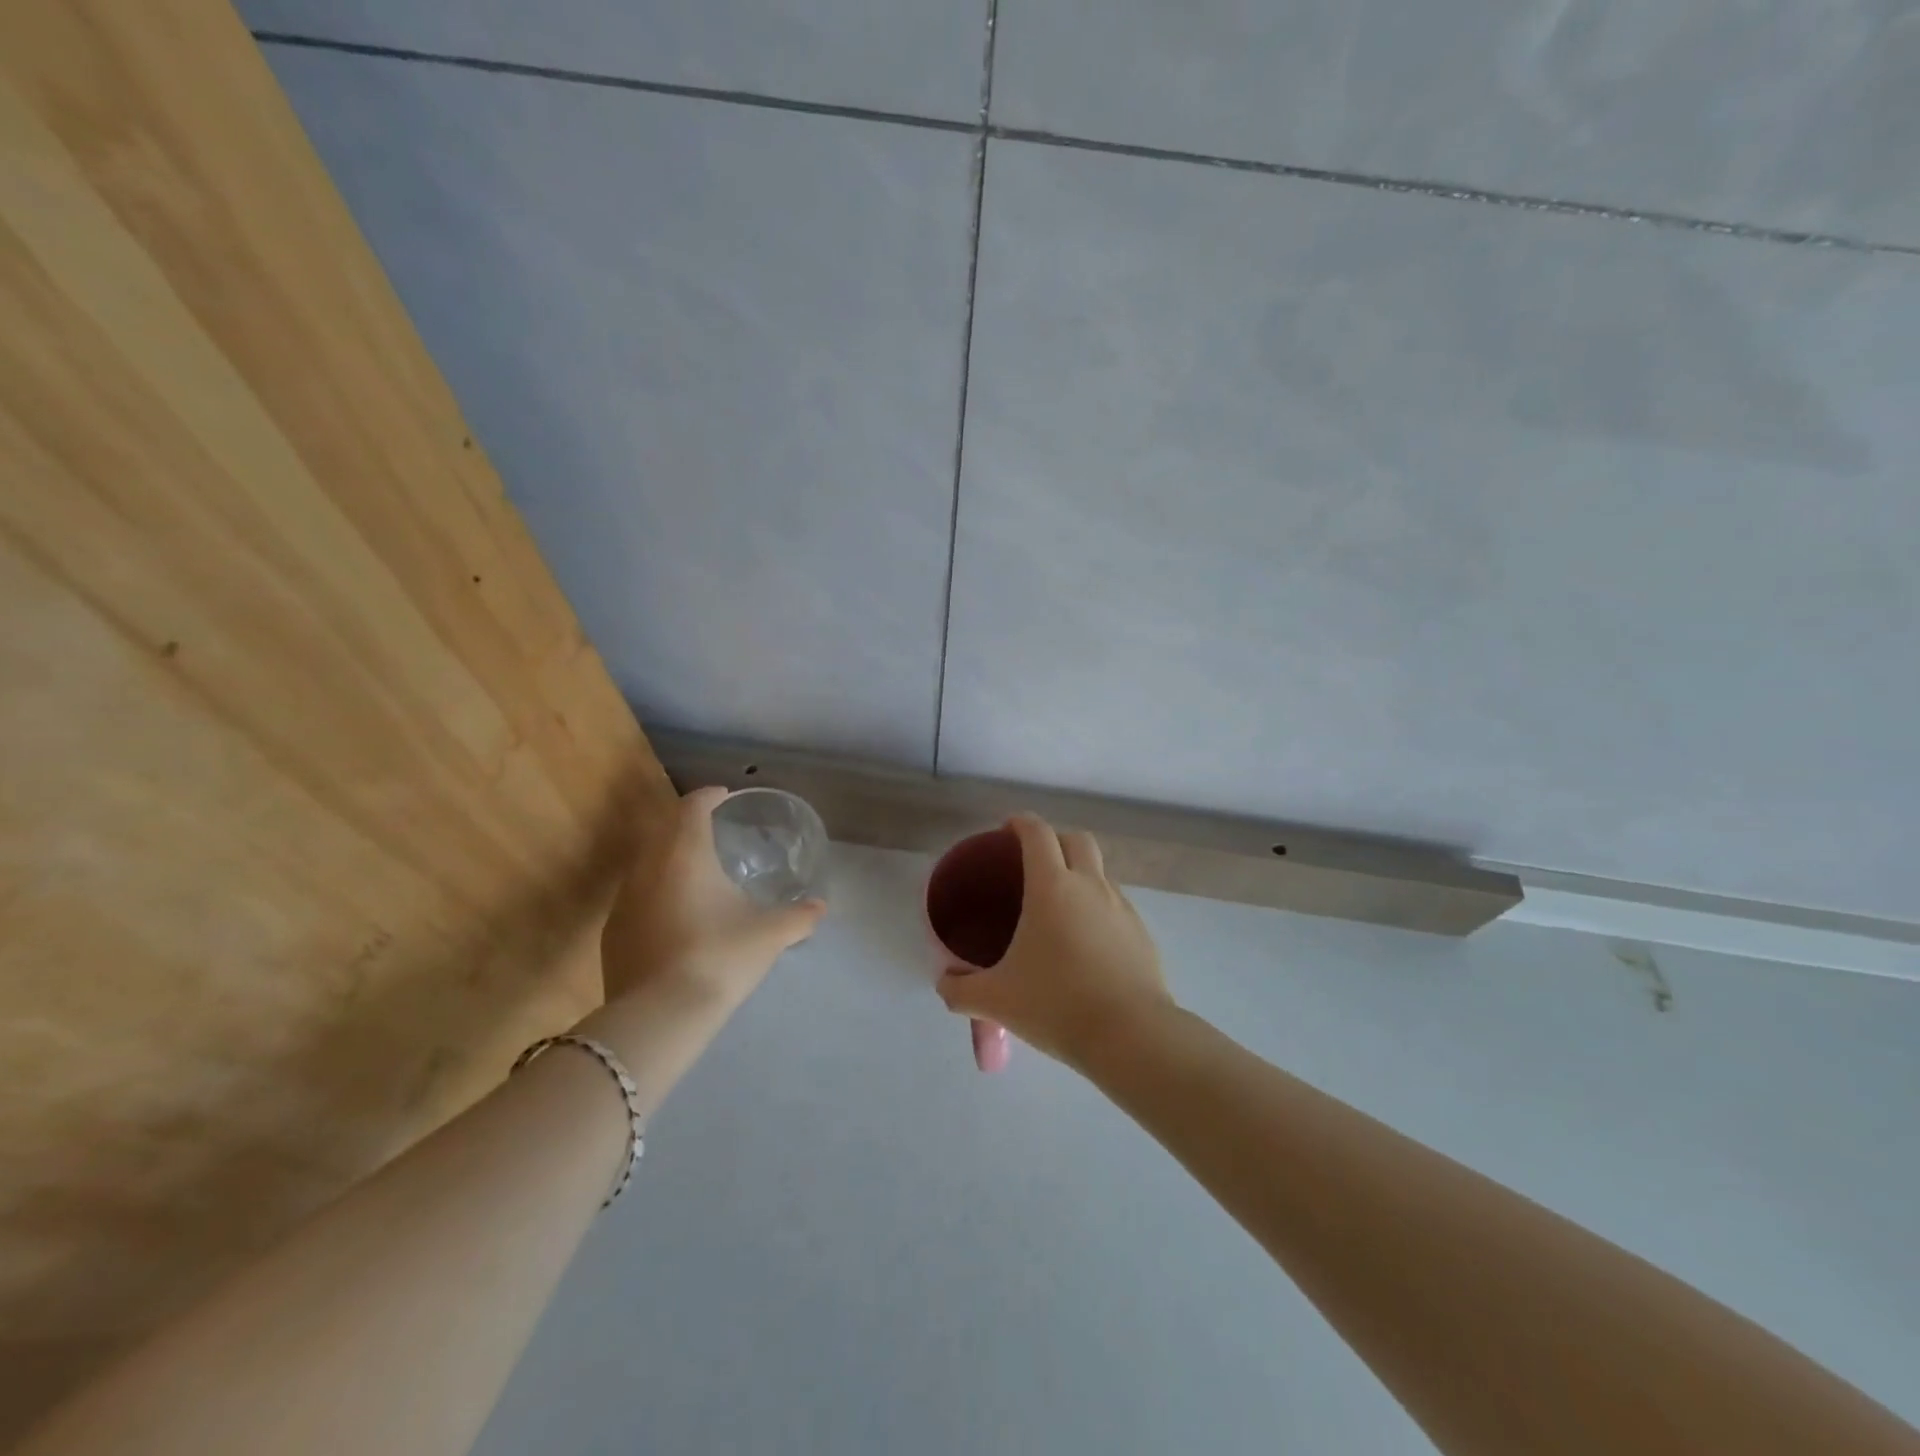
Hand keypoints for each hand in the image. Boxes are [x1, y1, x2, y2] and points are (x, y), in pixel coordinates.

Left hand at [599, 786, 825, 1014]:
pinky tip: (675, 913)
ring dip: (668, 855)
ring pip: (645, 862)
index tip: (723, 796)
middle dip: (686, 822)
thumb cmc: (719, 957)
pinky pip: (636, 895)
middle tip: (711, 827)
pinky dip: (656, 889)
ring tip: (695, 870)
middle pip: (663, 828)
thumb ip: (799, 917)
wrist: (659, 1016)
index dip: (708, 796)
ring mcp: (624, 901)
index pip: (691, 807)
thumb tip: (821, 907)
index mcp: (685, 854)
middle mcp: (648, 867)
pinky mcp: (612, 933)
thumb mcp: (769, 935)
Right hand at [934, 814, 1171, 1069]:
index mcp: (1052, 887)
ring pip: (1100, 871)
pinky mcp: (1142, 933)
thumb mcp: (997, 1000)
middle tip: (1033, 864)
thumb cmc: (1056, 1005)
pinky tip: (1086, 943)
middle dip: (1055, 840)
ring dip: (1080, 874)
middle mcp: (1090, 885)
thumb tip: (945, 984)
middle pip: (1076, 839)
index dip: (1020, 823)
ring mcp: (1122, 907)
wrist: (1131, 1036)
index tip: (1006, 830)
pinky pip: (1116, 904)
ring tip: (1059, 908)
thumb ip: (961, 990)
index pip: (1037, 833)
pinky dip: (1098, 907)